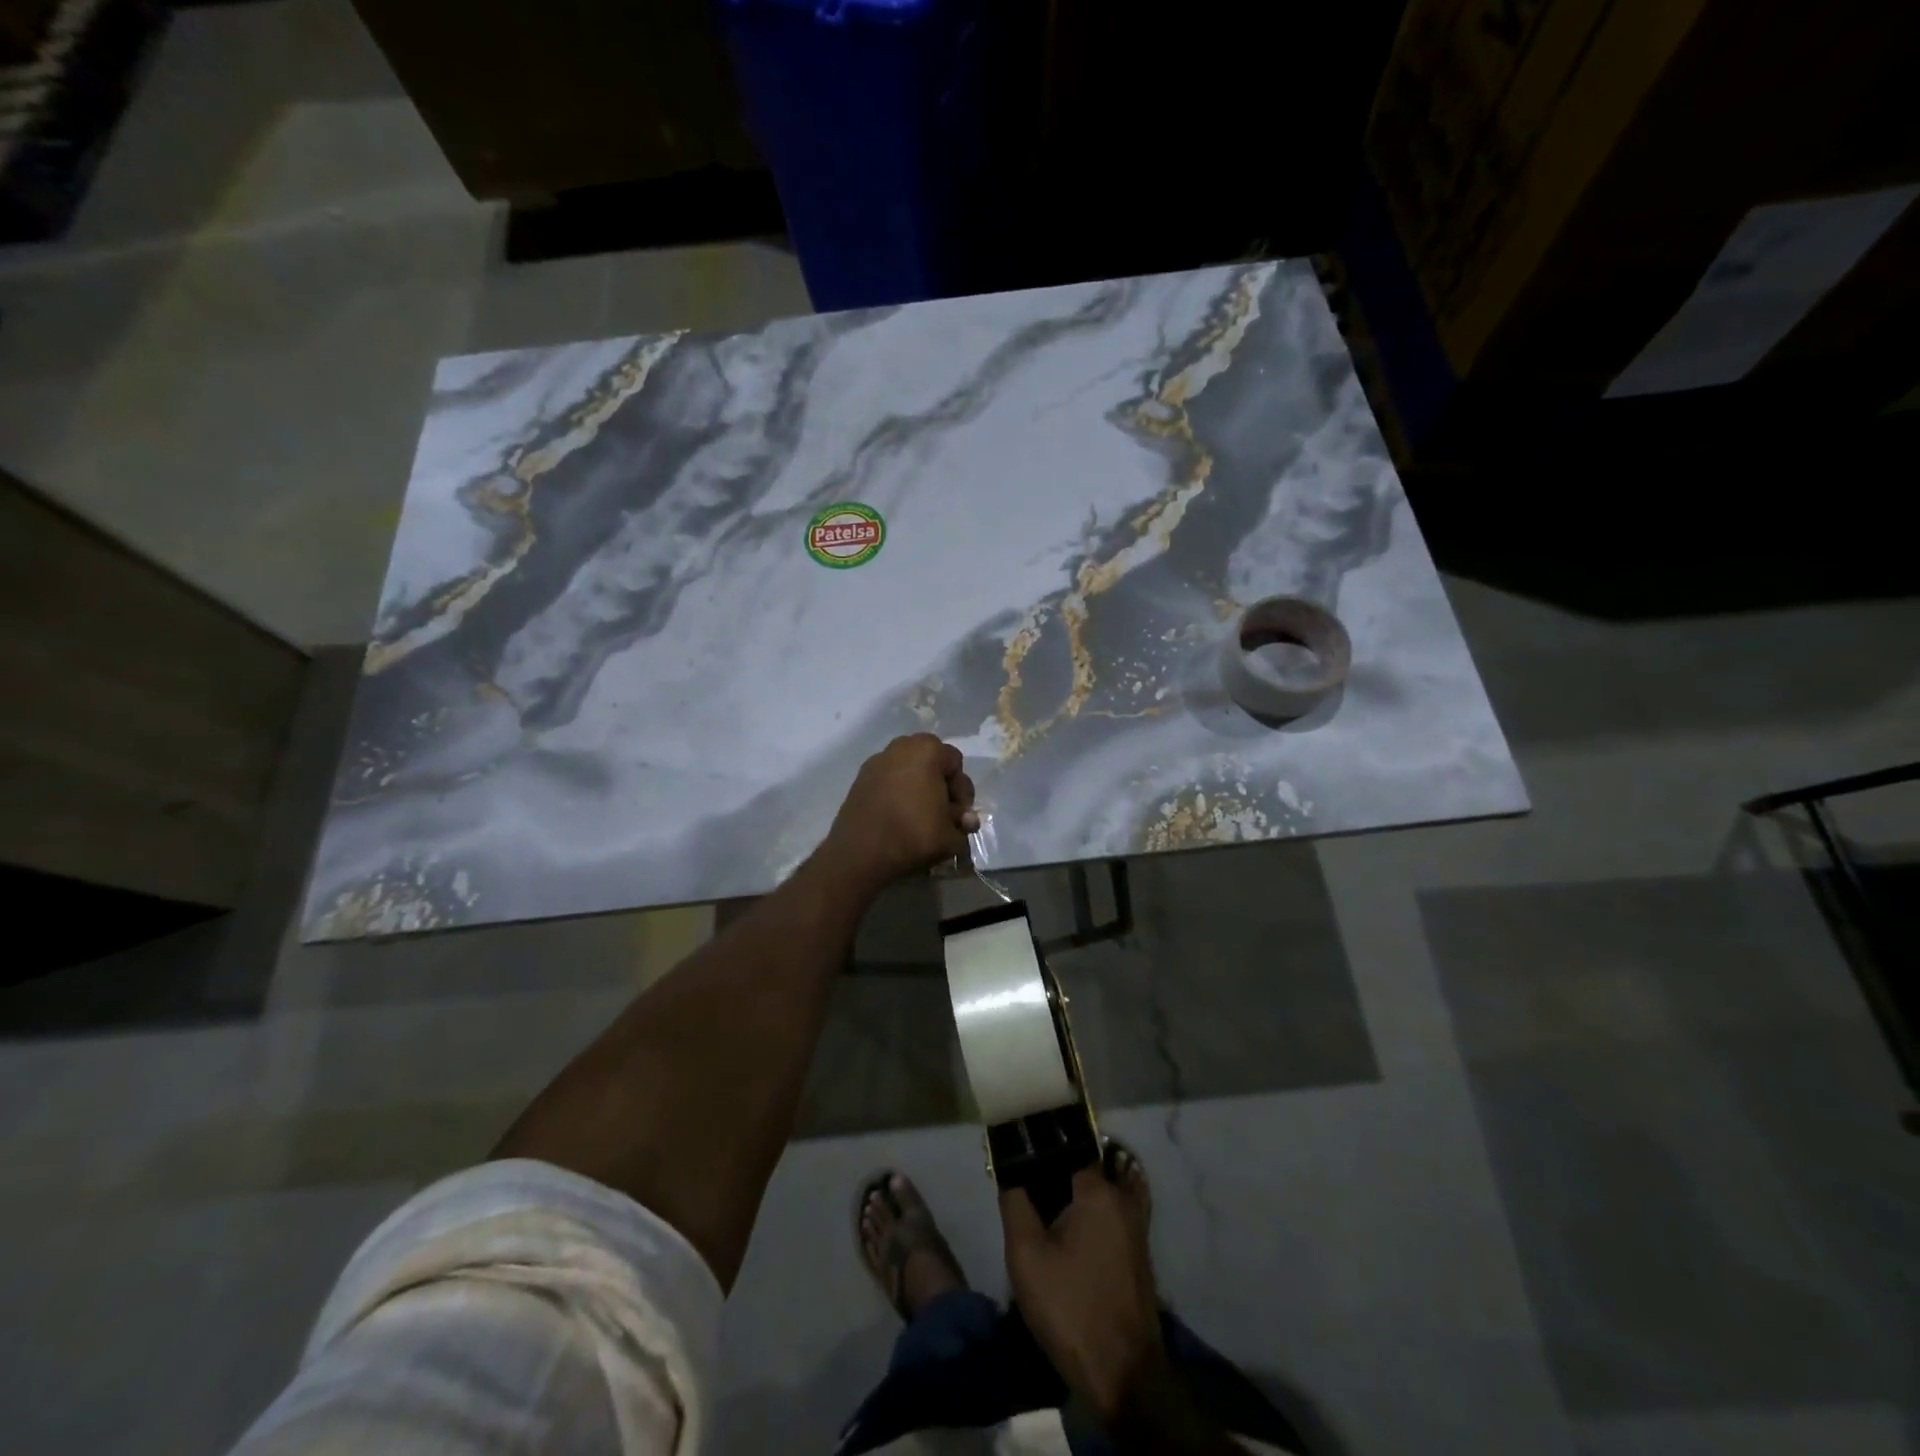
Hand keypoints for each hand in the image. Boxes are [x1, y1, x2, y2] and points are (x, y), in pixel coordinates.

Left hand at [820, 734, 977, 892]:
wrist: (861, 852)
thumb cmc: (913, 835)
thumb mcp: (952, 835)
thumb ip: (964, 824)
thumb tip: (965, 821)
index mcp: (928, 750)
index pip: (956, 764)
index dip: (961, 791)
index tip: (958, 815)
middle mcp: (901, 746)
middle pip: (931, 762)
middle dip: (940, 786)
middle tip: (942, 814)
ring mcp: (876, 761)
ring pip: (908, 770)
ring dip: (918, 789)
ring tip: (920, 817)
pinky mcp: (859, 778)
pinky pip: (888, 780)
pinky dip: (896, 793)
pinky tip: (898, 817)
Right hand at [1001, 1165, 1166, 1423]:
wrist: (1124, 1375)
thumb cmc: (1071, 1307)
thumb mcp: (1026, 1255)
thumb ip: (1014, 1203)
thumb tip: (1011, 1173)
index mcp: (1098, 1189)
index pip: (1065, 1148)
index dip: (1038, 1152)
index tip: (1016, 1161)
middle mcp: (1122, 1198)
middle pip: (1080, 1170)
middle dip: (1051, 1176)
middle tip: (1023, 1193)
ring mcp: (1135, 1226)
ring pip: (1094, 1196)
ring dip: (1068, 1200)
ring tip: (1039, 1216)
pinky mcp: (1137, 1253)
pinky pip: (1106, 1218)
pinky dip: (1085, 1220)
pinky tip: (1063, 1240)